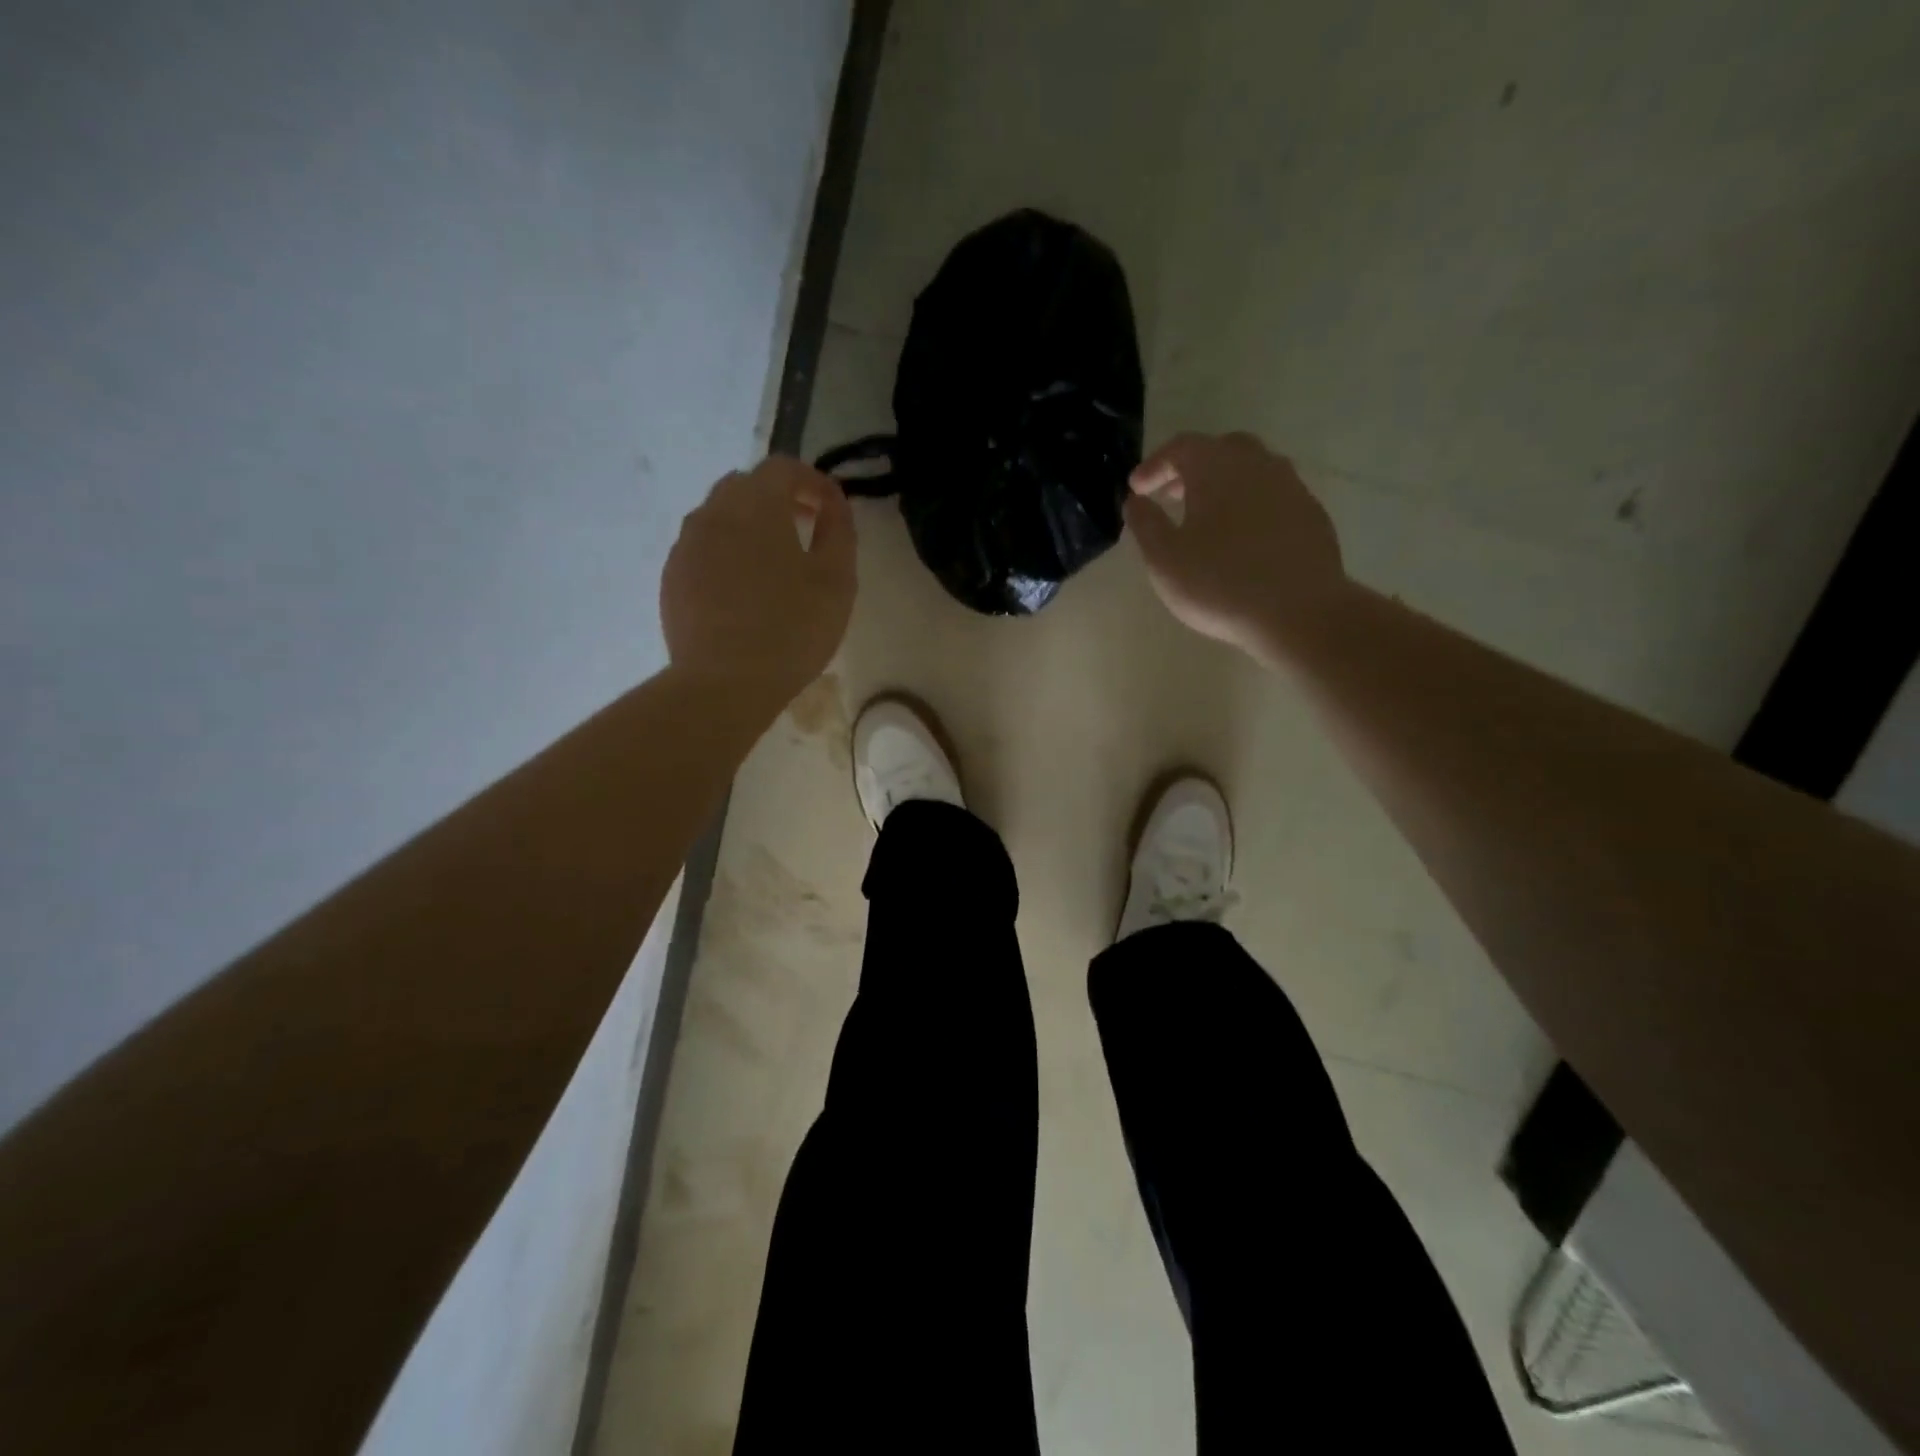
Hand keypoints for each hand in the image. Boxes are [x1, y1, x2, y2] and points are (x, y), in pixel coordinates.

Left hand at [661, 456, 855, 707]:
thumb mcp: (837, 580)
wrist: (725, 682)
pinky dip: (727, 552)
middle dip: (778, 498)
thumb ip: (839, 531)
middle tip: (805, 529)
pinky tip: (744, 590)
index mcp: (756, 505)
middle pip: (746, 486)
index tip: (832, 508)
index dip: (813, 481)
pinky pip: (703, 548)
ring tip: (774, 562)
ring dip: (749, 525)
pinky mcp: (672, 578)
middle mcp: (713, 512)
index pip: (783, 467)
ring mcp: (686, 545)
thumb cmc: (792, 628)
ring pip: (719, 516)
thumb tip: (834, 505)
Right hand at [1125, 432, 1346, 661]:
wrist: (1300, 612)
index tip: (1137, 489)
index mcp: (1217, 468)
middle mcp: (1258, 465)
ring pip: (1252, 471)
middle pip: (1220, 450)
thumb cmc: (1220, 583)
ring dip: (1224, 485)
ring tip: (1206, 517)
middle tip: (1171, 496)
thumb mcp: (1165, 559)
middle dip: (1191, 469)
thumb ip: (1146, 524)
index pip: (1181, 447)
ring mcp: (1291, 487)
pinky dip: (1251, 505)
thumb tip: (1135, 501)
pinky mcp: (1311, 515)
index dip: (1154, 465)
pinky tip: (1242, 538)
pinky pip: (1274, 496)